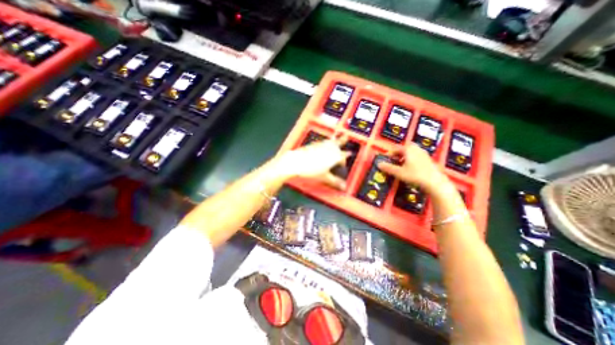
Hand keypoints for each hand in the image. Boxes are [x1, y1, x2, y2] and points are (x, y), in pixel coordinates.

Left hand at [275, 136, 350, 188]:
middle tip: (346, 136)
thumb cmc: (311, 170)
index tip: (347, 159)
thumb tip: (343, 187)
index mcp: (334, 156)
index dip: (345, 159)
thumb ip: (335, 182)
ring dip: (334, 140)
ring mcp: (320, 145)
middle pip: (338, 143)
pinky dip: (325, 142)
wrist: (296, 162)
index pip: (343, 156)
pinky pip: (322, 142)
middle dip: (343, 140)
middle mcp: (329, 148)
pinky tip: (323, 143)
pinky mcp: (313, 145)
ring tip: (337, 137)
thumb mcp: (325, 177)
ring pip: (330, 141)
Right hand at [377, 145, 452, 194]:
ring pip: (412, 152)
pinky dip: (412, 160)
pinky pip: (418, 157)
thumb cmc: (415, 175)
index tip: (386, 159)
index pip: (396, 149)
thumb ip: (388, 168)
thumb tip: (379, 164)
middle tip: (394, 160)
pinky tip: (411, 168)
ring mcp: (424, 154)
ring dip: (405, 156)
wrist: (434, 182)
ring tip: (401, 165)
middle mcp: (417, 149)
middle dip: (399, 153)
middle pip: (405, 148)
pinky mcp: (429, 160)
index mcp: (408, 149)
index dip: (390, 154)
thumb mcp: (399, 172)